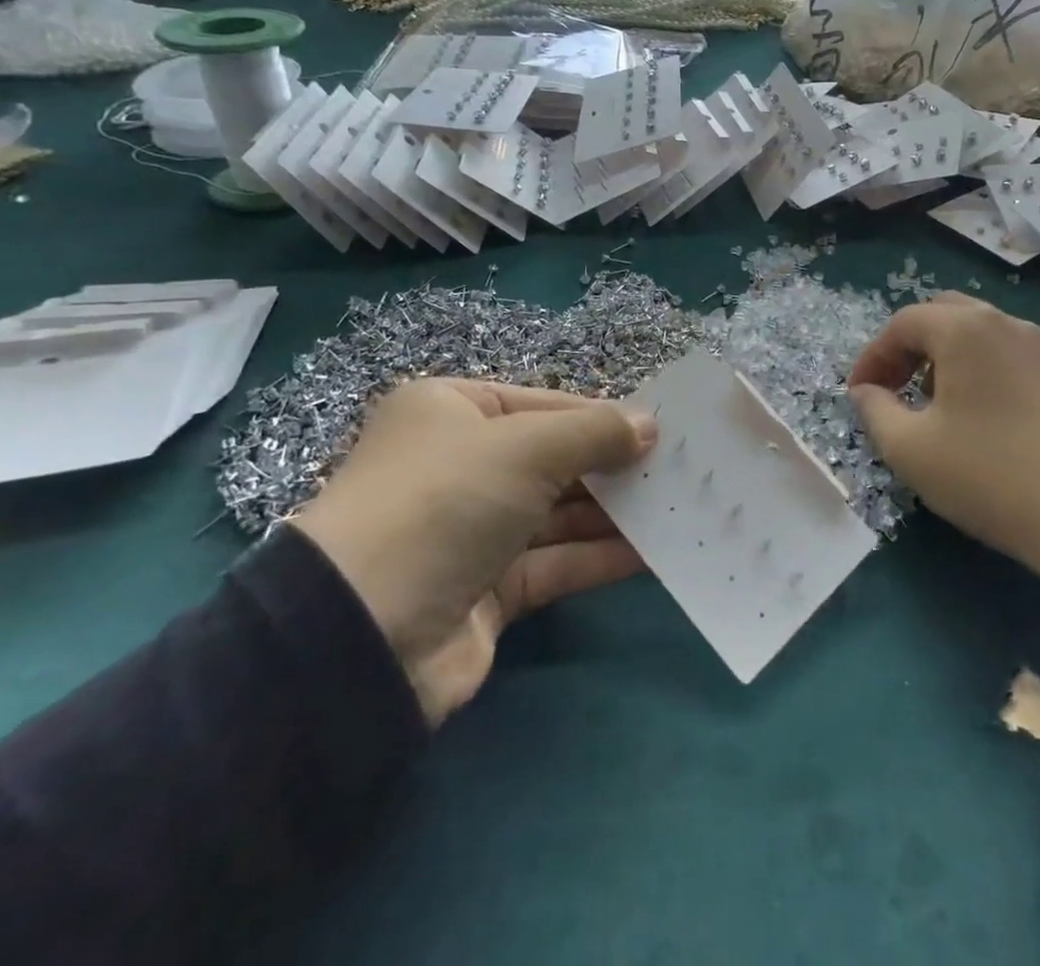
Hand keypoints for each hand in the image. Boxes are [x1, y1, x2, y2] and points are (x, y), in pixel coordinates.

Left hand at [292, 379, 654, 722]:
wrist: (363, 633)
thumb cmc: (447, 501)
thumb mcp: (527, 447)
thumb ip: (595, 432)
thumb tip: (649, 425)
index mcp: (451, 412)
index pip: (543, 405)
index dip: (601, 416)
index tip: (659, 430)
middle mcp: (459, 465)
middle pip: (553, 460)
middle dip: (612, 467)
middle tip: (676, 470)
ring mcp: (472, 531)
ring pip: (557, 514)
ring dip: (613, 513)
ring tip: (676, 509)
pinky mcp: (486, 590)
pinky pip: (554, 563)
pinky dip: (598, 557)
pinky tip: (651, 554)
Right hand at [848, 294, 1039, 651]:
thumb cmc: (991, 477)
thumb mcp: (911, 449)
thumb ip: (874, 411)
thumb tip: (866, 392)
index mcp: (965, 329)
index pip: (902, 324)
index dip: (872, 357)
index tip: (857, 396)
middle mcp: (1004, 323)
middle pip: (941, 315)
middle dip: (906, 348)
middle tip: (891, 389)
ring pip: (975, 332)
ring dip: (940, 357)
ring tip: (927, 404)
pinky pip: (1003, 353)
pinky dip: (974, 368)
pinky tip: (972, 415)